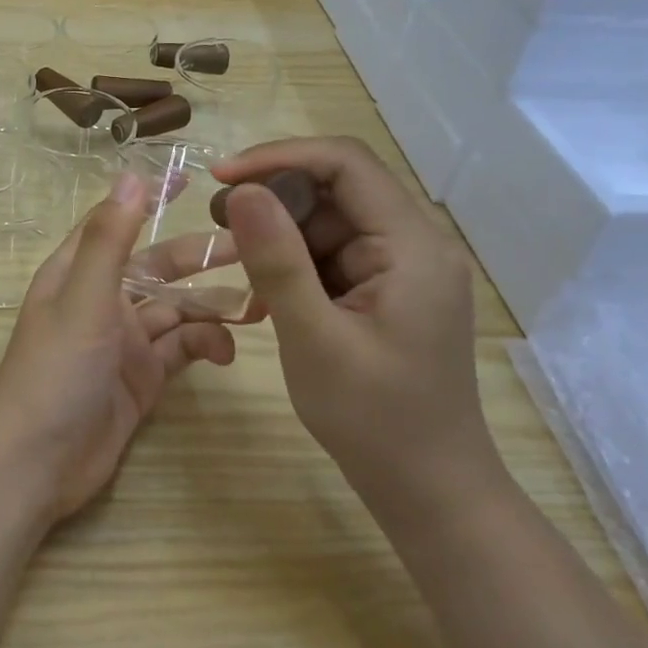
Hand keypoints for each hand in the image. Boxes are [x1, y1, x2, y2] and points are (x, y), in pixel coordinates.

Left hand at [0, 172, 235, 524]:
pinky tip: (227, 353)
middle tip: (253, 248)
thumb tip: (131, 175)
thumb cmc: (56, 370)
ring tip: (258, 306)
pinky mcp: (142, 379)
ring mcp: (124, 342)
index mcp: (78, 272)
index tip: (191, 178)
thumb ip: (109, 239)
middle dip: (200, 257)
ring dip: (212, 306)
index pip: (117, 221)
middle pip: (158, 267)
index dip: (149, 200)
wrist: (38, 463)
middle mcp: (102, 300)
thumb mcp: (83, 298)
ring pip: (176, 311)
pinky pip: (181, 350)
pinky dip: (205, 345)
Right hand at [211, 138, 503, 512]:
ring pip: (332, 222)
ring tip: (237, 261)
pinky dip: (297, 262)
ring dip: (282, 233)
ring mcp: (405, 267)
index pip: (346, 164)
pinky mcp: (390, 290)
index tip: (221, 177)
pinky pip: (336, 254)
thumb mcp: (313, 338)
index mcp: (412, 245)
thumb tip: (242, 191)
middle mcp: (416, 243)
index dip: (279, 157)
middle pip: (338, 189)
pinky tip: (269, 290)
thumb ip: (277, 260)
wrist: (430, 489)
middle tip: (218, 224)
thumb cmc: (374, 420)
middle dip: (275, 197)